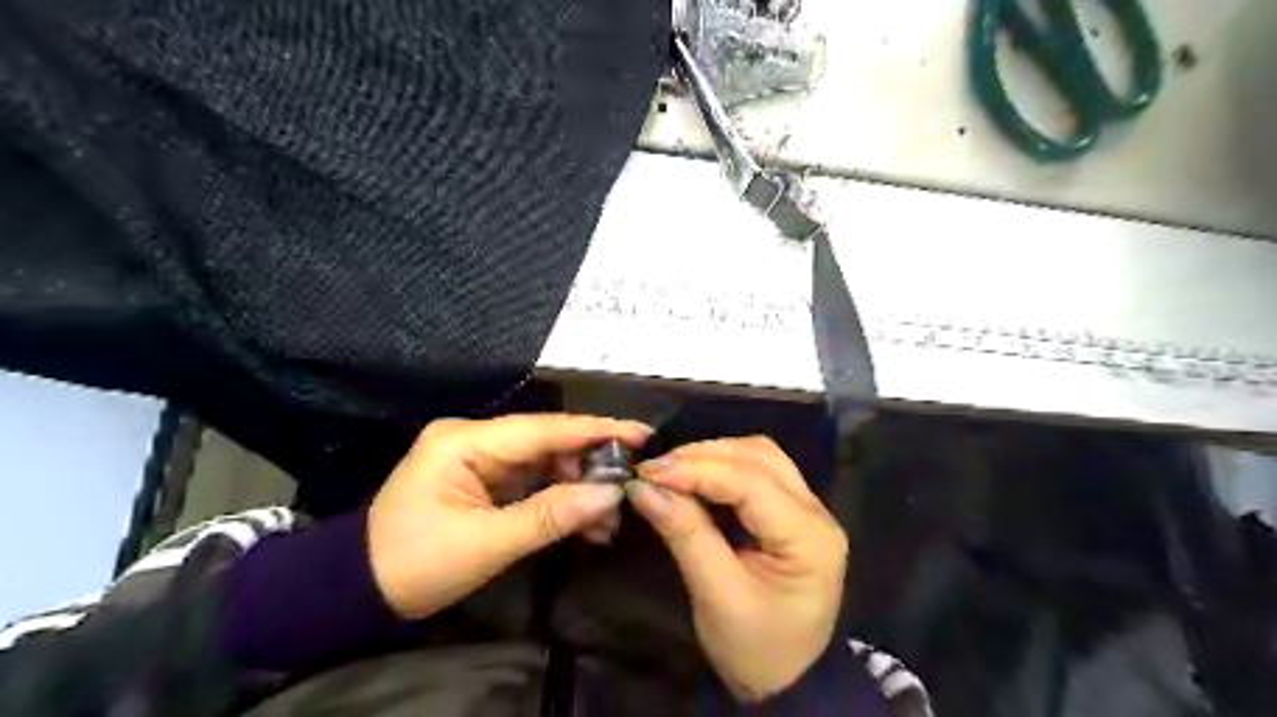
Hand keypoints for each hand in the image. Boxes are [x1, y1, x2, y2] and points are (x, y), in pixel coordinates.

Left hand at [366, 419, 649, 617]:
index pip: (543, 428)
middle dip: (591, 465)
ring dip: (579, 486)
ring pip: (545, 462)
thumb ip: (550, 516)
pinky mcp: (484, 478)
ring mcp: (479, 457)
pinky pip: (532, 480)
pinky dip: (560, 499)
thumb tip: (610, 495)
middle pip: (548, 442)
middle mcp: (474, 437)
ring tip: (613, 516)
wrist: (359, 590)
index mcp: (465, 441)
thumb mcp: (485, 544)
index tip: (641, 433)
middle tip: (632, 486)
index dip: (596, 430)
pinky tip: (588, 521)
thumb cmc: (415, 564)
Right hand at [627, 434, 845, 703]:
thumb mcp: (717, 597)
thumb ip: (685, 535)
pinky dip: (722, 468)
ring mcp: (808, 508)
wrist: (787, 682)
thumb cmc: (755, 649)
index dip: (697, 470)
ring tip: (672, 471)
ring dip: (713, 456)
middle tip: (656, 470)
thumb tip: (643, 488)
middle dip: (703, 456)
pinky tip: (694, 479)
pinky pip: (758, 471)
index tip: (648, 472)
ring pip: (759, 456)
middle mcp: (816, 511)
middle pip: (759, 457)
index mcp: (808, 537)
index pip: (751, 482)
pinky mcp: (792, 512)